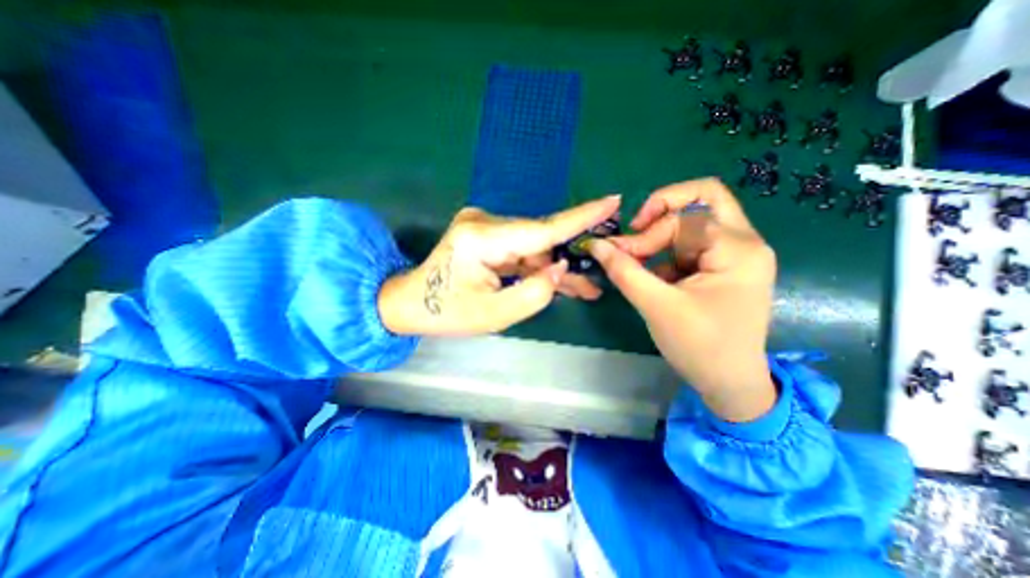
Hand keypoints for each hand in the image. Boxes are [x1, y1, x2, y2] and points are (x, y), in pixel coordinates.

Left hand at [378, 195, 618, 336]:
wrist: (411, 303)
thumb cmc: (446, 313)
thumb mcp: (493, 315)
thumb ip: (533, 293)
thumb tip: (560, 268)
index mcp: (481, 239)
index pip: (541, 228)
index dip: (580, 218)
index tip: (611, 202)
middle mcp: (485, 223)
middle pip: (540, 240)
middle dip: (569, 261)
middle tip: (597, 280)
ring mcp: (485, 227)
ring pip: (534, 248)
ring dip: (555, 268)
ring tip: (584, 289)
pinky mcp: (487, 235)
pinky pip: (522, 251)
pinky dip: (539, 267)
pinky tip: (559, 281)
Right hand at [582, 178, 776, 420]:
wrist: (730, 383)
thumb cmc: (699, 347)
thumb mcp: (657, 306)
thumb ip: (624, 271)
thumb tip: (596, 244)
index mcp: (738, 249)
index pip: (684, 216)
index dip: (647, 232)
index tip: (620, 254)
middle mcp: (745, 242)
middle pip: (701, 199)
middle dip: (661, 212)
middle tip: (636, 232)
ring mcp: (736, 253)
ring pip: (693, 221)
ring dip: (661, 238)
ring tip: (640, 263)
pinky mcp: (723, 266)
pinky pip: (690, 244)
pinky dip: (667, 253)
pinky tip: (656, 278)